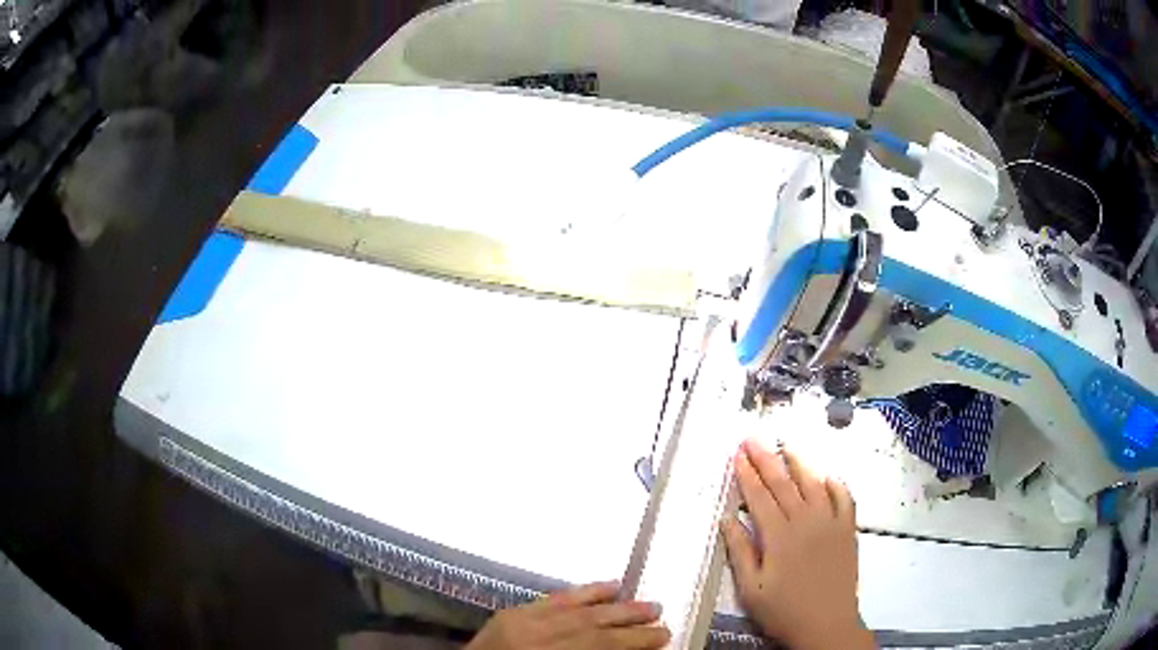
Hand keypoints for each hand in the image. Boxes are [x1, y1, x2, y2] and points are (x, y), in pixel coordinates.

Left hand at [465, 581, 669, 649]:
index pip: (597, 645)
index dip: (633, 641)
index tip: (663, 637)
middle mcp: (531, 635)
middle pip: (589, 623)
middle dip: (629, 619)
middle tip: (660, 615)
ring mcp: (518, 620)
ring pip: (574, 607)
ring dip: (612, 603)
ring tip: (644, 601)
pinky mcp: (510, 612)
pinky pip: (551, 598)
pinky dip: (582, 593)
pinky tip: (606, 587)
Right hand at [721, 439, 872, 649]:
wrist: (827, 624)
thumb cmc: (783, 610)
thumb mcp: (751, 589)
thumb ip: (740, 551)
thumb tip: (726, 519)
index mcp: (779, 536)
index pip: (760, 497)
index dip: (747, 474)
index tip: (737, 454)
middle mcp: (806, 521)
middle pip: (784, 483)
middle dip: (766, 459)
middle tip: (753, 438)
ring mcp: (831, 522)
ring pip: (814, 484)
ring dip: (799, 462)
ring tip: (786, 445)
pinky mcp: (848, 529)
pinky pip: (844, 498)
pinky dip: (835, 484)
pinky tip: (826, 476)